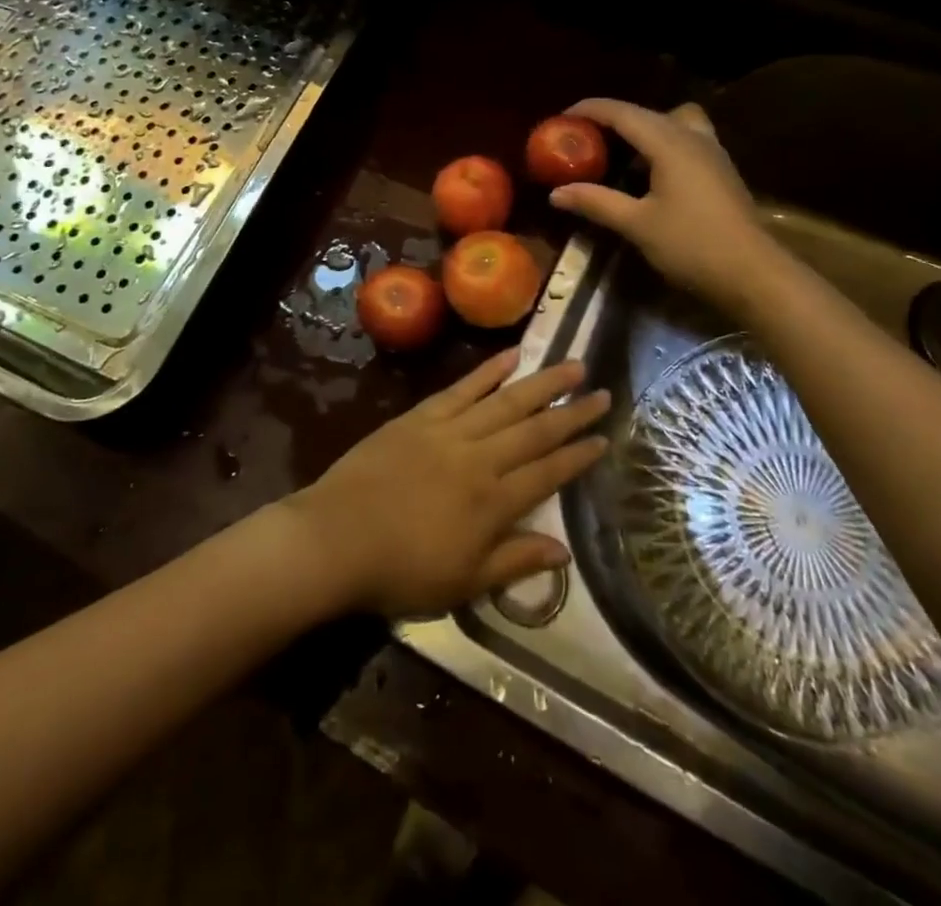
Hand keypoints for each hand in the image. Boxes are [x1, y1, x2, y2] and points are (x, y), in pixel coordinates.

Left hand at [286, 351, 608, 616]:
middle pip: (535, 430)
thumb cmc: (400, 572)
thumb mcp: (463, 584)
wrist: (336, 539)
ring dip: (542, 382)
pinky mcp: (421, 416)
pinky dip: (488, 370)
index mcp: (493, 504)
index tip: (605, 438)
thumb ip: (514, 562)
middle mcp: (480, 459)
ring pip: (506, 401)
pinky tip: (511, 355)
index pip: (548, 474)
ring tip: (572, 364)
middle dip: (572, 411)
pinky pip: (462, 388)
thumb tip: (563, 551)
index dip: (578, 456)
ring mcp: (450, 432)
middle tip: (603, 392)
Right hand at [548, 98, 781, 316]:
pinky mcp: (720, 170)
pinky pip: (686, 139)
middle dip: (613, 119)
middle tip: (585, 137)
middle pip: (647, 113)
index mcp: (670, 143)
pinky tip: (650, 173)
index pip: (623, 113)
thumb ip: (596, 202)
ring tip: (619, 153)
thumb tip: (556, 193)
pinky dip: (662, 144)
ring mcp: (712, 152)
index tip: (563, 117)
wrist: (753, 273)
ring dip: (643, 129)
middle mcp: (692, 137)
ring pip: (672, 122)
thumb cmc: (692, 245)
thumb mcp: (637, 224)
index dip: (591, 110)